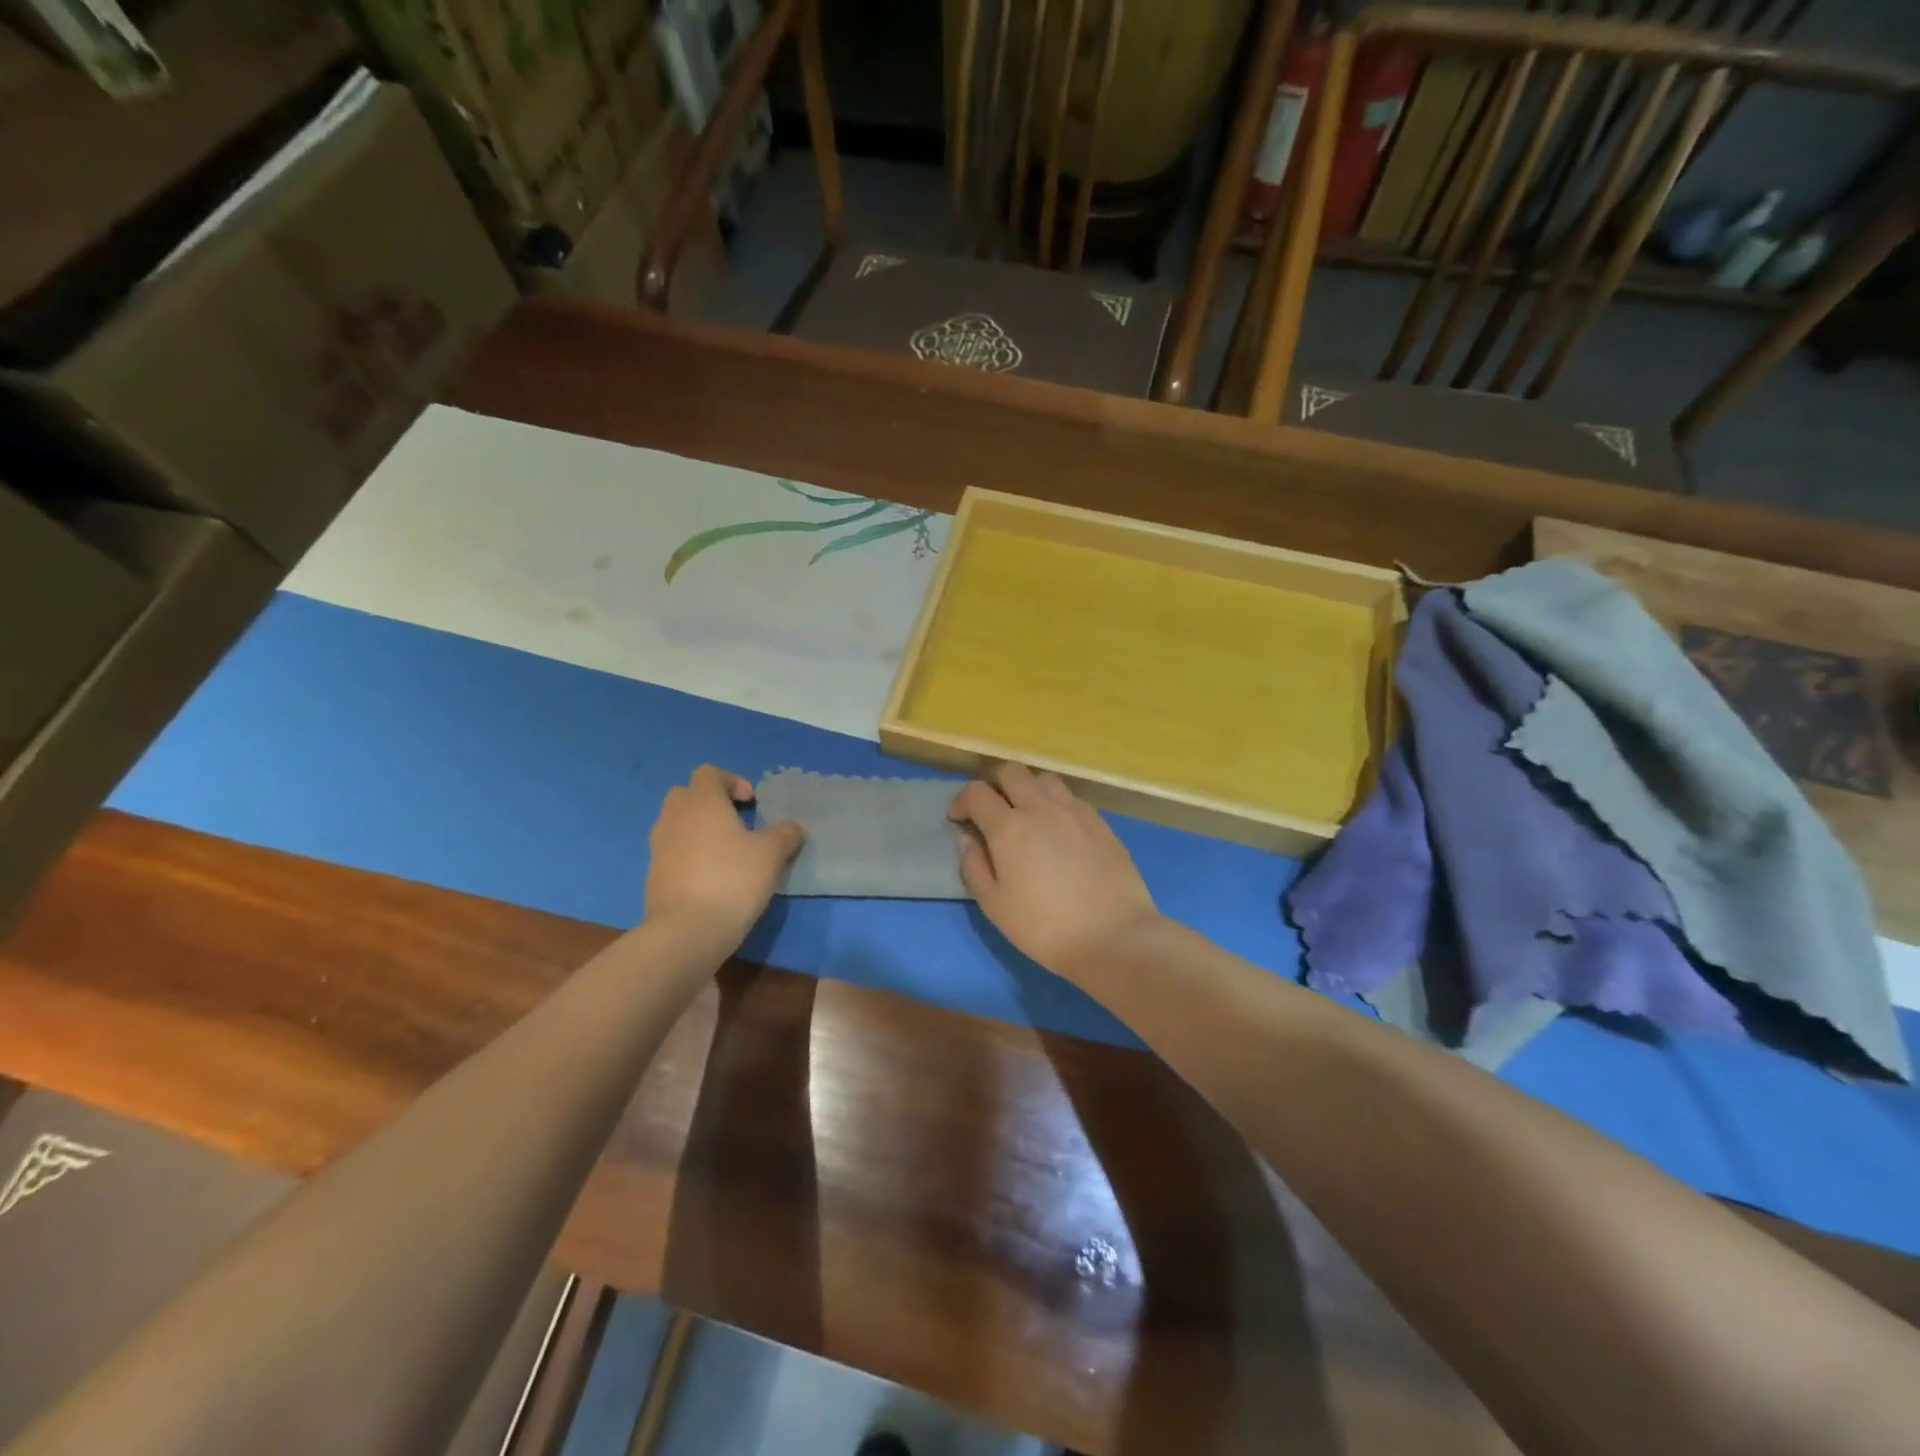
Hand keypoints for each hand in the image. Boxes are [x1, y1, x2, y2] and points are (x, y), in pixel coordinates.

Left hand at [644, 766, 803, 946]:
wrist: (687, 931)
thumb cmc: (733, 880)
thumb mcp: (771, 854)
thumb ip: (785, 834)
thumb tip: (793, 828)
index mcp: (702, 802)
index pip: (709, 773)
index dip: (732, 781)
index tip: (752, 803)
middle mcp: (675, 817)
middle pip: (686, 794)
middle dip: (709, 802)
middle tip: (735, 822)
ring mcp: (659, 847)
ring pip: (675, 823)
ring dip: (697, 828)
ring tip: (724, 851)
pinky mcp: (653, 875)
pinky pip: (671, 851)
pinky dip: (688, 854)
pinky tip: (710, 877)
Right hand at [949, 765, 1159, 982]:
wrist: (1113, 937)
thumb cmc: (1045, 928)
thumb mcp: (995, 906)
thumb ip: (974, 867)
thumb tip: (967, 839)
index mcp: (1009, 828)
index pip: (977, 792)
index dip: (962, 801)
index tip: (959, 819)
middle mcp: (1041, 808)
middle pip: (1012, 772)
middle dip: (994, 785)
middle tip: (992, 812)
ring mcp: (1075, 812)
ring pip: (1045, 779)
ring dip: (1028, 789)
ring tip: (1027, 816)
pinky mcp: (1101, 822)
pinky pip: (1071, 798)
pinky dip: (1055, 804)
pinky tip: (1058, 831)